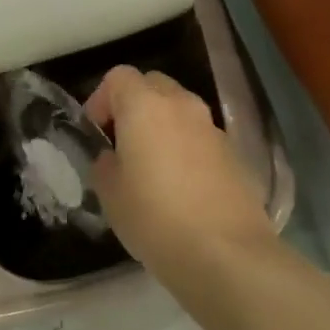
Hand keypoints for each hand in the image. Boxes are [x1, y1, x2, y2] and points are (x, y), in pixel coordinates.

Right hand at [86, 65, 271, 272]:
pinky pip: (201, 136)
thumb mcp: (110, 194)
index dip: (101, 99)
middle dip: (134, 105)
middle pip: (153, 85)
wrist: (226, 253)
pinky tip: (181, 186)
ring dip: (162, 126)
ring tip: (152, 167)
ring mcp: (213, 127)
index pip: (119, 77)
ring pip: (180, 110)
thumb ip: (105, 164)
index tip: (96, 132)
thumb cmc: (155, 218)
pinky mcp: (234, 153)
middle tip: (122, 143)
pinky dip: (186, 147)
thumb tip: (114, 157)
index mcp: (145, 106)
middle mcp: (182, 105)